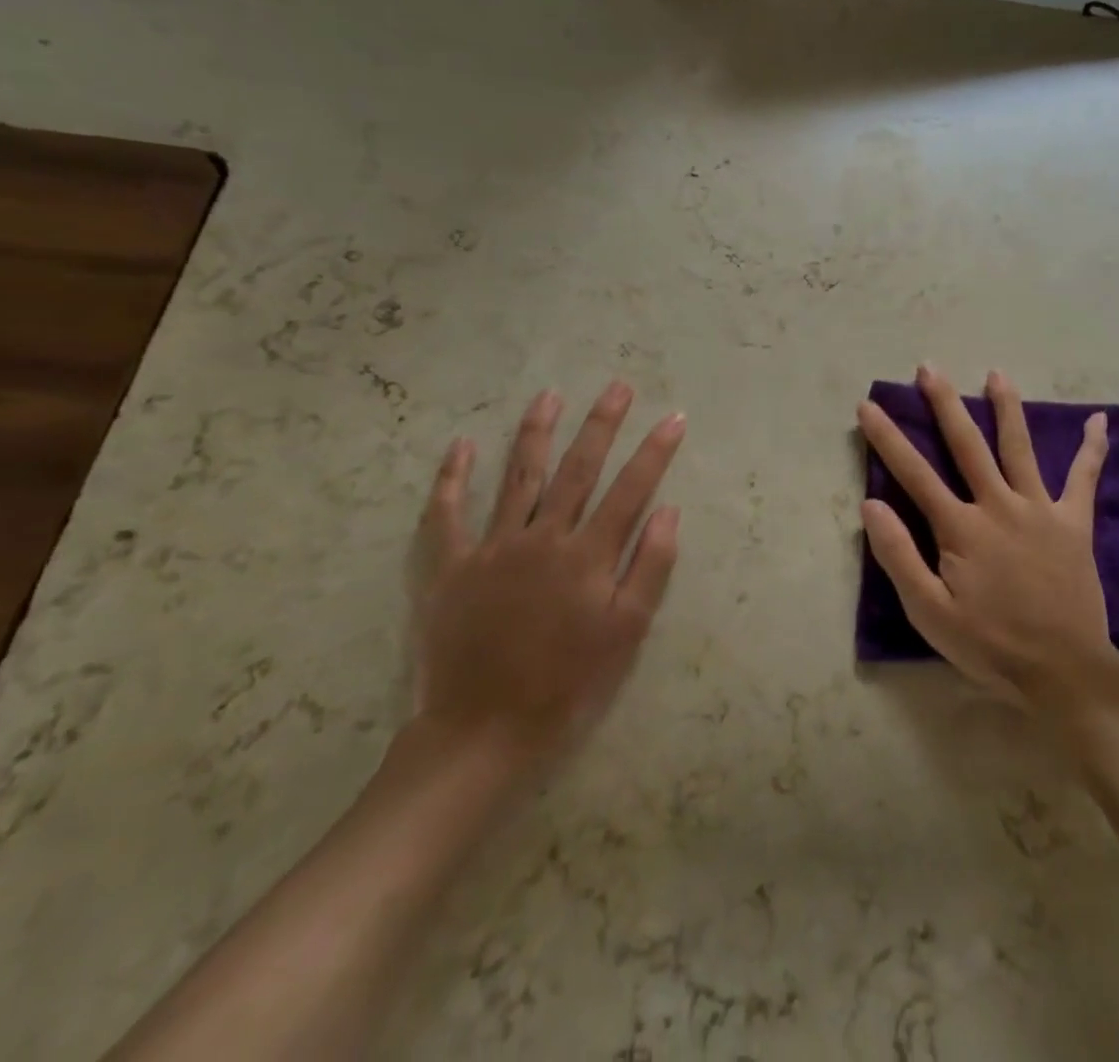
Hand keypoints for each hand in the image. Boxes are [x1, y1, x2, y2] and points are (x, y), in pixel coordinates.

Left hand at [410, 382, 684, 772]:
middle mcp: (542, 539)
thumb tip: (669, 511)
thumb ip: (650, 568)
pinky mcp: (450, 568)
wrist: (484, 732)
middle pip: (577, 469)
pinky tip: (459, 445)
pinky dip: (451, 479)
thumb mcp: (626, 632)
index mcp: (587, 556)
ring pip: (518, 478)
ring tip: (549, 396)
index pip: (630, 489)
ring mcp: (492, 549)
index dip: (654, 452)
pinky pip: (446, 515)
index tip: (673, 418)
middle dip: (601, 424)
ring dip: (536, 433)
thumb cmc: (568, 685)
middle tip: (617, 387)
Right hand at [857, 365, 1118, 711]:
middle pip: (966, 444)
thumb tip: (871, 505)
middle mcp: (998, 506)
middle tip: (929, 367)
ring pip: (1019, 447)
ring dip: (1006, 407)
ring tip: (996, 373)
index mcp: (961, 528)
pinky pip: (1083, 478)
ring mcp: (1039, 510)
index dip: (887, 438)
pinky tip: (1100, 420)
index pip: (913, 473)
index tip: (868, 406)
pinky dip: (1093, 449)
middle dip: (944, 403)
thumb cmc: (990, 645)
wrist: (1063, 671)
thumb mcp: (930, 613)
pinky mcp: (1073, 523)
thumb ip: (899, 556)